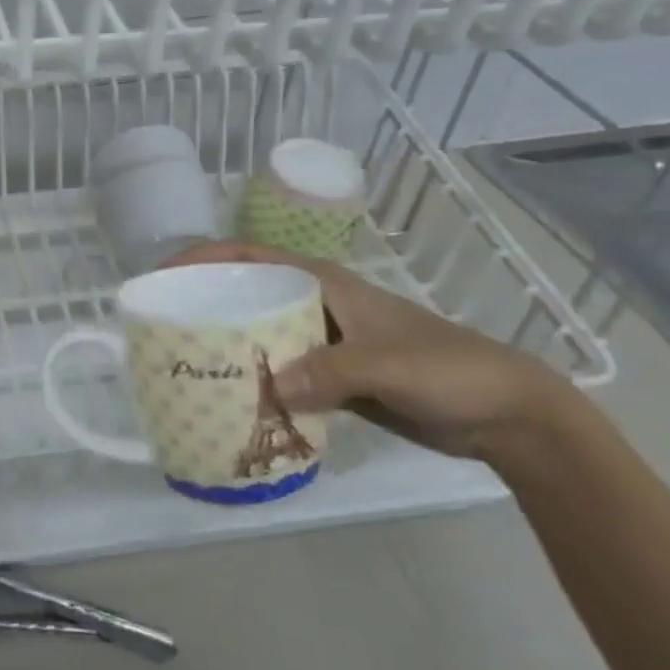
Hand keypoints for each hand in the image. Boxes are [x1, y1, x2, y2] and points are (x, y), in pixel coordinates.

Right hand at [160, 241, 578, 462]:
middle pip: (246, 292)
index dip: (202, 257)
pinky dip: (256, 378)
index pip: (248, 255)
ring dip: (228, 343)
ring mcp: (323, 341)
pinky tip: (233, 397)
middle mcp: (315, 304)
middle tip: (165, 325)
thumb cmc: (448, 369)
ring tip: (188, 363)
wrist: (506, 414)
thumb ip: (332, 372)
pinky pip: (281, 370)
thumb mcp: (390, 363)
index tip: (162, 276)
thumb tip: (272, 389)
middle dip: (206, 301)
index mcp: (322, 282)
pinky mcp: (332, 376)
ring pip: (261, 332)